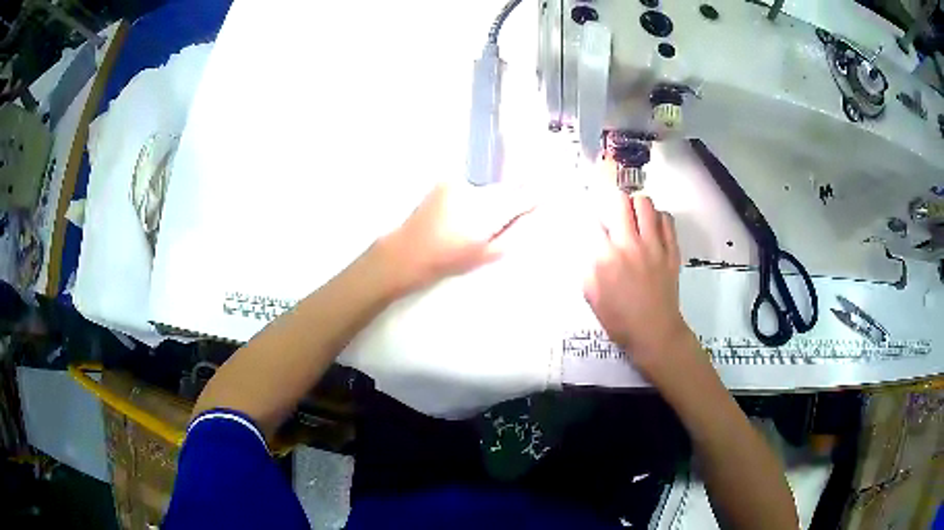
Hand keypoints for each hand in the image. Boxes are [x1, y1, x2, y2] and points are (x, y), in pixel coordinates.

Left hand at [381, 182, 534, 291]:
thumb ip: (514, 232)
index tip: (538, 199)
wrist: (410, 251)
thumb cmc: (450, 259)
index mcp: (489, 213)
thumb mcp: (488, 254)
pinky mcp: (446, 181)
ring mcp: (459, 183)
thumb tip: (529, 215)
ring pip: (487, 187)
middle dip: (509, 198)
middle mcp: (476, 191)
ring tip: (473, 220)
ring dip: (488, 198)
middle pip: (505, 188)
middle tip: (499, 219)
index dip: (532, 197)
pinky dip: (471, 195)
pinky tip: (459, 213)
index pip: (522, 196)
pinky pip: (470, 185)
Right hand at [583, 190, 692, 373]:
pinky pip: (666, 220)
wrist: (655, 333)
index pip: (592, 221)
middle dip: (612, 205)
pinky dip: (658, 218)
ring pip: (644, 203)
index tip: (592, 226)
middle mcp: (630, 244)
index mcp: (606, 257)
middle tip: (614, 216)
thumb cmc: (620, 320)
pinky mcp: (672, 250)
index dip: (590, 221)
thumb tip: (589, 246)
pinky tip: (653, 229)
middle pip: (620, 202)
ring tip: (634, 219)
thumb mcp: (592, 296)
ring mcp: (654, 245)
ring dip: (635, 207)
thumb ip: (587, 267)